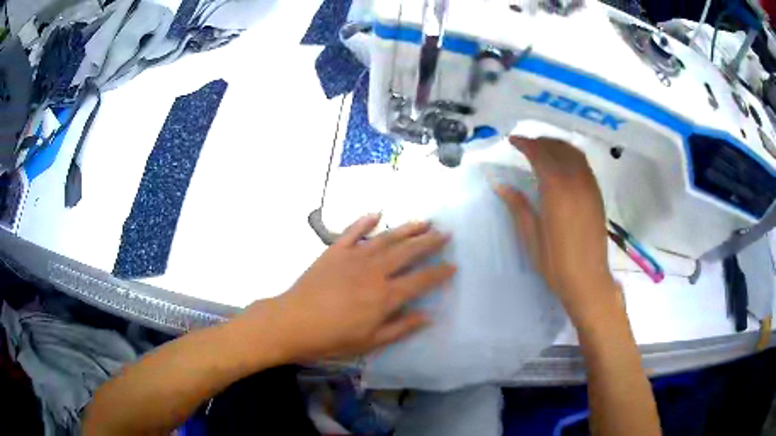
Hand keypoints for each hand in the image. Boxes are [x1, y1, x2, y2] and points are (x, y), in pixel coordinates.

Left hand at [239, 215, 454, 361]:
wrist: (293, 322)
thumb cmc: (332, 338)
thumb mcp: (370, 342)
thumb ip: (401, 328)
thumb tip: (428, 316)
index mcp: (385, 296)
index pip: (420, 280)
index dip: (439, 273)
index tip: (453, 265)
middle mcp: (374, 271)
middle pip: (408, 252)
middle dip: (429, 242)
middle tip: (445, 233)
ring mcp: (353, 257)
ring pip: (386, 238)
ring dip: (406, 228)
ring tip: (423, 221)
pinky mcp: (334, 251)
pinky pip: (352, 231)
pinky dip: (364, 220)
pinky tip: (376, 213)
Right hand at [496, 137, 617, 321]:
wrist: (588, 280)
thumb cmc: (556, 263)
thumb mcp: (531, 236)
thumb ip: (518, 206)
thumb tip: (500, 185)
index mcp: (556, 190)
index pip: (540, 154)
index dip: (525, 144)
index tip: (512, 140)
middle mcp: (575, 181)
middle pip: (558, 148)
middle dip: (541, 141)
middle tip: (525, 144)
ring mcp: (589, 187)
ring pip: (574, 153)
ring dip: (557, 145)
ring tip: (543, 149)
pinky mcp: (597, 195)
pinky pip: (584, 164)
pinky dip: (571, 156)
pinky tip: (563, 165)